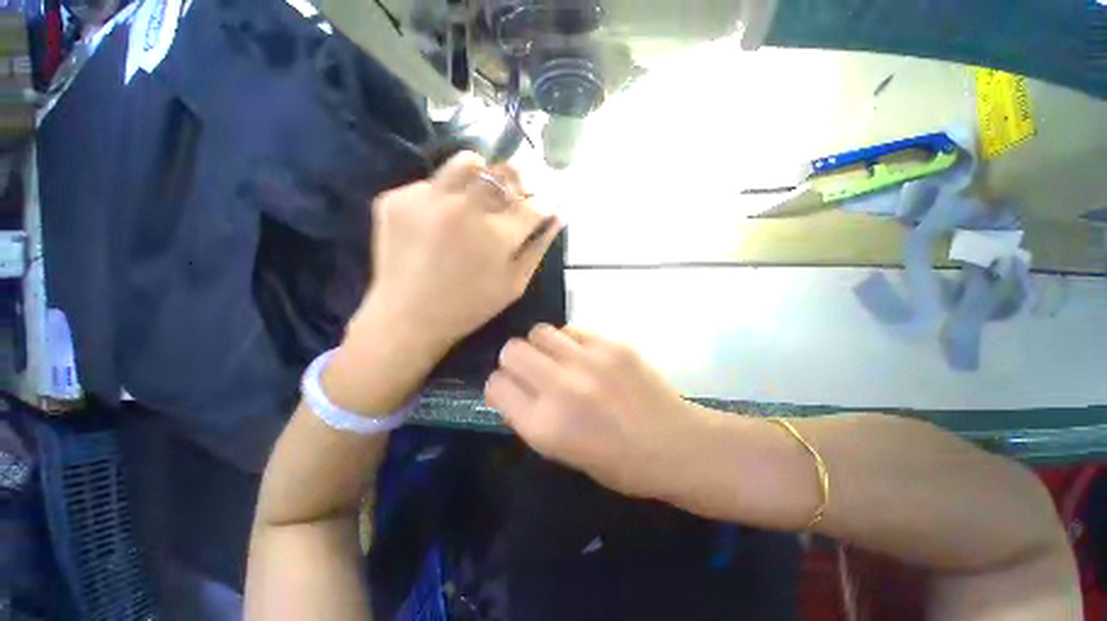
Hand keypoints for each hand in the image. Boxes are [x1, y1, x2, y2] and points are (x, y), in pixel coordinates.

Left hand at [362, 152, 560, 352]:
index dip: (543, 205)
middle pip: (505, 172)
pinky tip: (439, 221)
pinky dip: (444, 196)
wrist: (407, 317)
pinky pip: (432, 183)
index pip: (533, 204)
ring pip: (467, 162)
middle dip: (519, 182)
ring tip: (477, 197)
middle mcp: (465, 207)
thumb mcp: (514, 285)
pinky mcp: (397, 199)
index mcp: (497, 234)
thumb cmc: (469, 307)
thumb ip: (538, 248)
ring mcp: (428, 198)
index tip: (542, 209)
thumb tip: (556, 217)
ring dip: (481, 175)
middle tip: (515, 196)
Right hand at [485, 324, 713, 501]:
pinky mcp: (611, 344)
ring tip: (558, 359)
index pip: (496, 385)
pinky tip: (584, 355)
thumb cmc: (617, 462)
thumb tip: (513, 385)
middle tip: (532, 369)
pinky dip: (570, 340)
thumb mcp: (562, 452)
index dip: (499, 385)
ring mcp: (588, 361)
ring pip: (539, 332)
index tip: (510, 388)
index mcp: (544, 426)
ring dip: (541, 346)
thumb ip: (531, 415)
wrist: (675, 445)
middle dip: (514, 360)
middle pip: (511, 350)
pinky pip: (572, 329)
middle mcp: (561, 388)